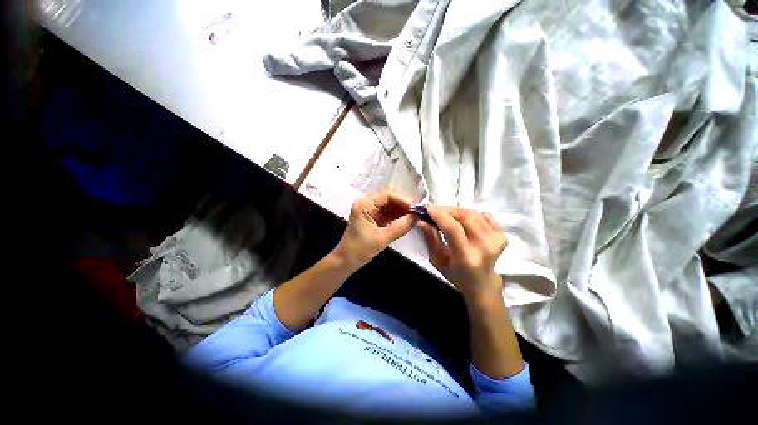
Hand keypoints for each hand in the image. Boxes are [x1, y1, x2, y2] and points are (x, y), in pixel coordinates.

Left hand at [332, 189, 417, 268]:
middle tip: (417, 214)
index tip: (416, 209)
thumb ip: (401, 227)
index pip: (387, 195)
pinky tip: (407, 221)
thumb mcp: (382, 238)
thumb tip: (417, 217)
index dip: (403, 200)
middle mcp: (367, 203)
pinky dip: (397, 217)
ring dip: (402, 212)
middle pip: (389, 199)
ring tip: (415, 218)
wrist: (346, 261)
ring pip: (390, 206)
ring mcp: (370, 211)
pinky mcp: (373, 218)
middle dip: (403, 206)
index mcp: (365, 204)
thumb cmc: (360, 249)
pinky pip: (388, 214)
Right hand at [418, 205, 506, 303]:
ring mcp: (497, 240)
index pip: (453, 228)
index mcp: (466, 257)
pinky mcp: (502, 236)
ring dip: (457, 211)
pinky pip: (485, 216)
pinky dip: (472, 214)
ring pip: (474, 214)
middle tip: (435, 210)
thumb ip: (430, 238)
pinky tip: (464, 220)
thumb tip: (422, 220)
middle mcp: (484, 247)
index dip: (439, 215)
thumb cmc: (455, 274)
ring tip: (446, 215)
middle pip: (465, 217)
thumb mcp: (437, 260)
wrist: (481, 283)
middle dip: (447, 210)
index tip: (427, 208)